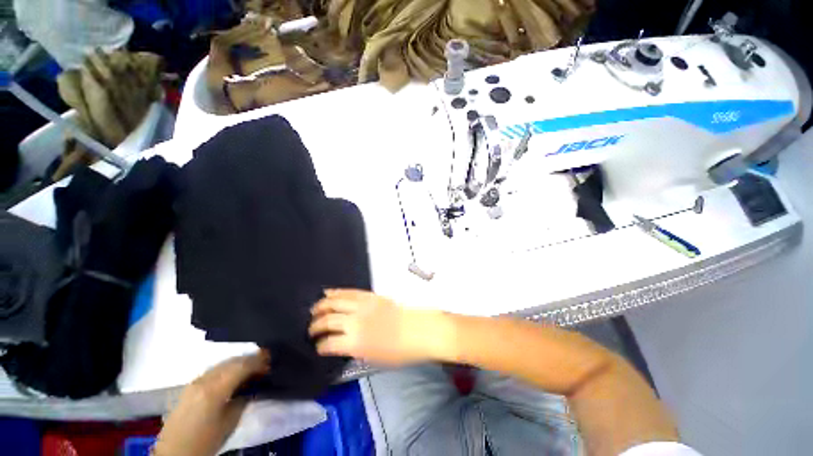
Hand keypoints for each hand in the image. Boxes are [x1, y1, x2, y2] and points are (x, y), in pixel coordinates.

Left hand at [153, 351, 269, 455]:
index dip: (258, 361)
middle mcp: (204, 380)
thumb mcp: (230, 422)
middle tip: (265, 361)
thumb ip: (242, 399)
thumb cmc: (206, 440)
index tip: (271, 360)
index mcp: (214, 389)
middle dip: (250, 359)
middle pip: (231, 362)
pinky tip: (234, 374)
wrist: (176, 453)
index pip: (241, 366)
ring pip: (222, 364)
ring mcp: (195, 382)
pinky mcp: (190, 387)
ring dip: (239, 363)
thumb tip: (252, 386)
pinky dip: (227, 368)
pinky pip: (213, 370)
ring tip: (252, 367)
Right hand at [309, 289, 452, 365]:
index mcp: (355, 343)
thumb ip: (354, 350)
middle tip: (312, 329)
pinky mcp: (370, 295)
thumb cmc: (400, 351)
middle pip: (327, 320)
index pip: (328, 343)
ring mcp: (362, 305)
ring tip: (315, 310)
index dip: (320, 346)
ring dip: (321, 306)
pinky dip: (336, 292)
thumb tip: (341, 345)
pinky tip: (328, 293)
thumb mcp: (374, 359)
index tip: (318, 347)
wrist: (419, 330)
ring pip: (335, 302)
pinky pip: (349, 291)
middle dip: (315, 325)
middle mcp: (355, 322)